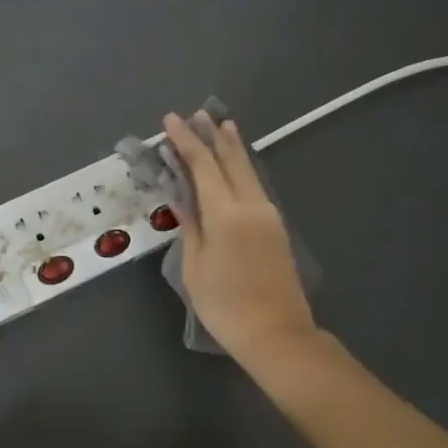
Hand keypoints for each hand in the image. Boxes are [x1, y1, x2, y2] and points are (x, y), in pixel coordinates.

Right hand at [162, 112, 316, 367]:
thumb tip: (181, 196)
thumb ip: (189, 226)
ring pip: (248, 170)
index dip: (186, 141)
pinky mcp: (276, 226)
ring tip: (222, 125)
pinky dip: (242, 167)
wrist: (277, 333)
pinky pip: (256, 185)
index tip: (171, 120)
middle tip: (198, 114)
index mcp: (226, 214)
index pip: (203, 166)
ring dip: (232, 147)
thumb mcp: (195, 267)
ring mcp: (268, 214)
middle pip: (231, 161)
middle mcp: (251, 205)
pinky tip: (236, 164)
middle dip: (212, 136)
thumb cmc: (225, 305)